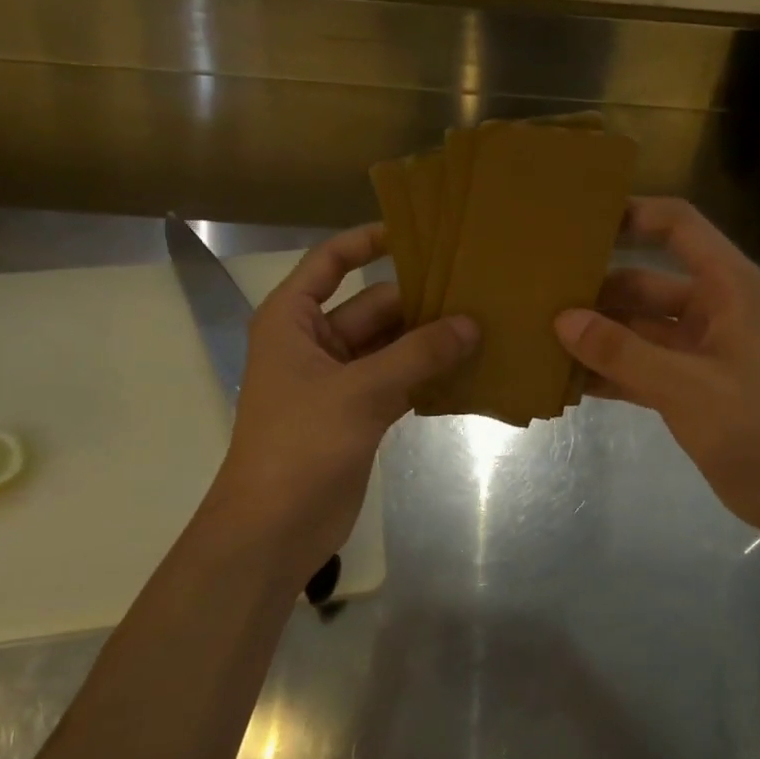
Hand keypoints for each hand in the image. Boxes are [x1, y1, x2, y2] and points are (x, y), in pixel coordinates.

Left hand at [206, 226, 477, 577]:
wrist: (275, 528)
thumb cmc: (301, 445)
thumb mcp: (360, 391)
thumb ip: (418, 355)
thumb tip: (472, 323)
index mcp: (292, 320)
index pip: (330, 262)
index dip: (368, 241)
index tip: (418, 231)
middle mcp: (314, 343)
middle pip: (372, 306)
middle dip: (419, 300)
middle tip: (479, 289)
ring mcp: (338, 381)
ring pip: (390, 347)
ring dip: (429, 341)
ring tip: (484, 324)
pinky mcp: (358, 415)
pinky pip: (398, 381)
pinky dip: (426, 377)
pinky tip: (469, 370)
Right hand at [554, 197, 759, 536]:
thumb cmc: (753, 426)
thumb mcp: (683, 385)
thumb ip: (621, 351)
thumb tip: (563, 320)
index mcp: (728, 287)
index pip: (678, 227)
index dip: (633, 215)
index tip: (579, 223)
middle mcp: (713, 308)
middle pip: (646, 282)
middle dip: (598, 288)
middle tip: (541, 294)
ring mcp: (700, 349)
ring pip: (639, 328)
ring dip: (599, 334)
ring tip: (542, 334)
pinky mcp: (690, 386)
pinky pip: (641, 366)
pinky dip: (612, 371)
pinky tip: (568, 378)